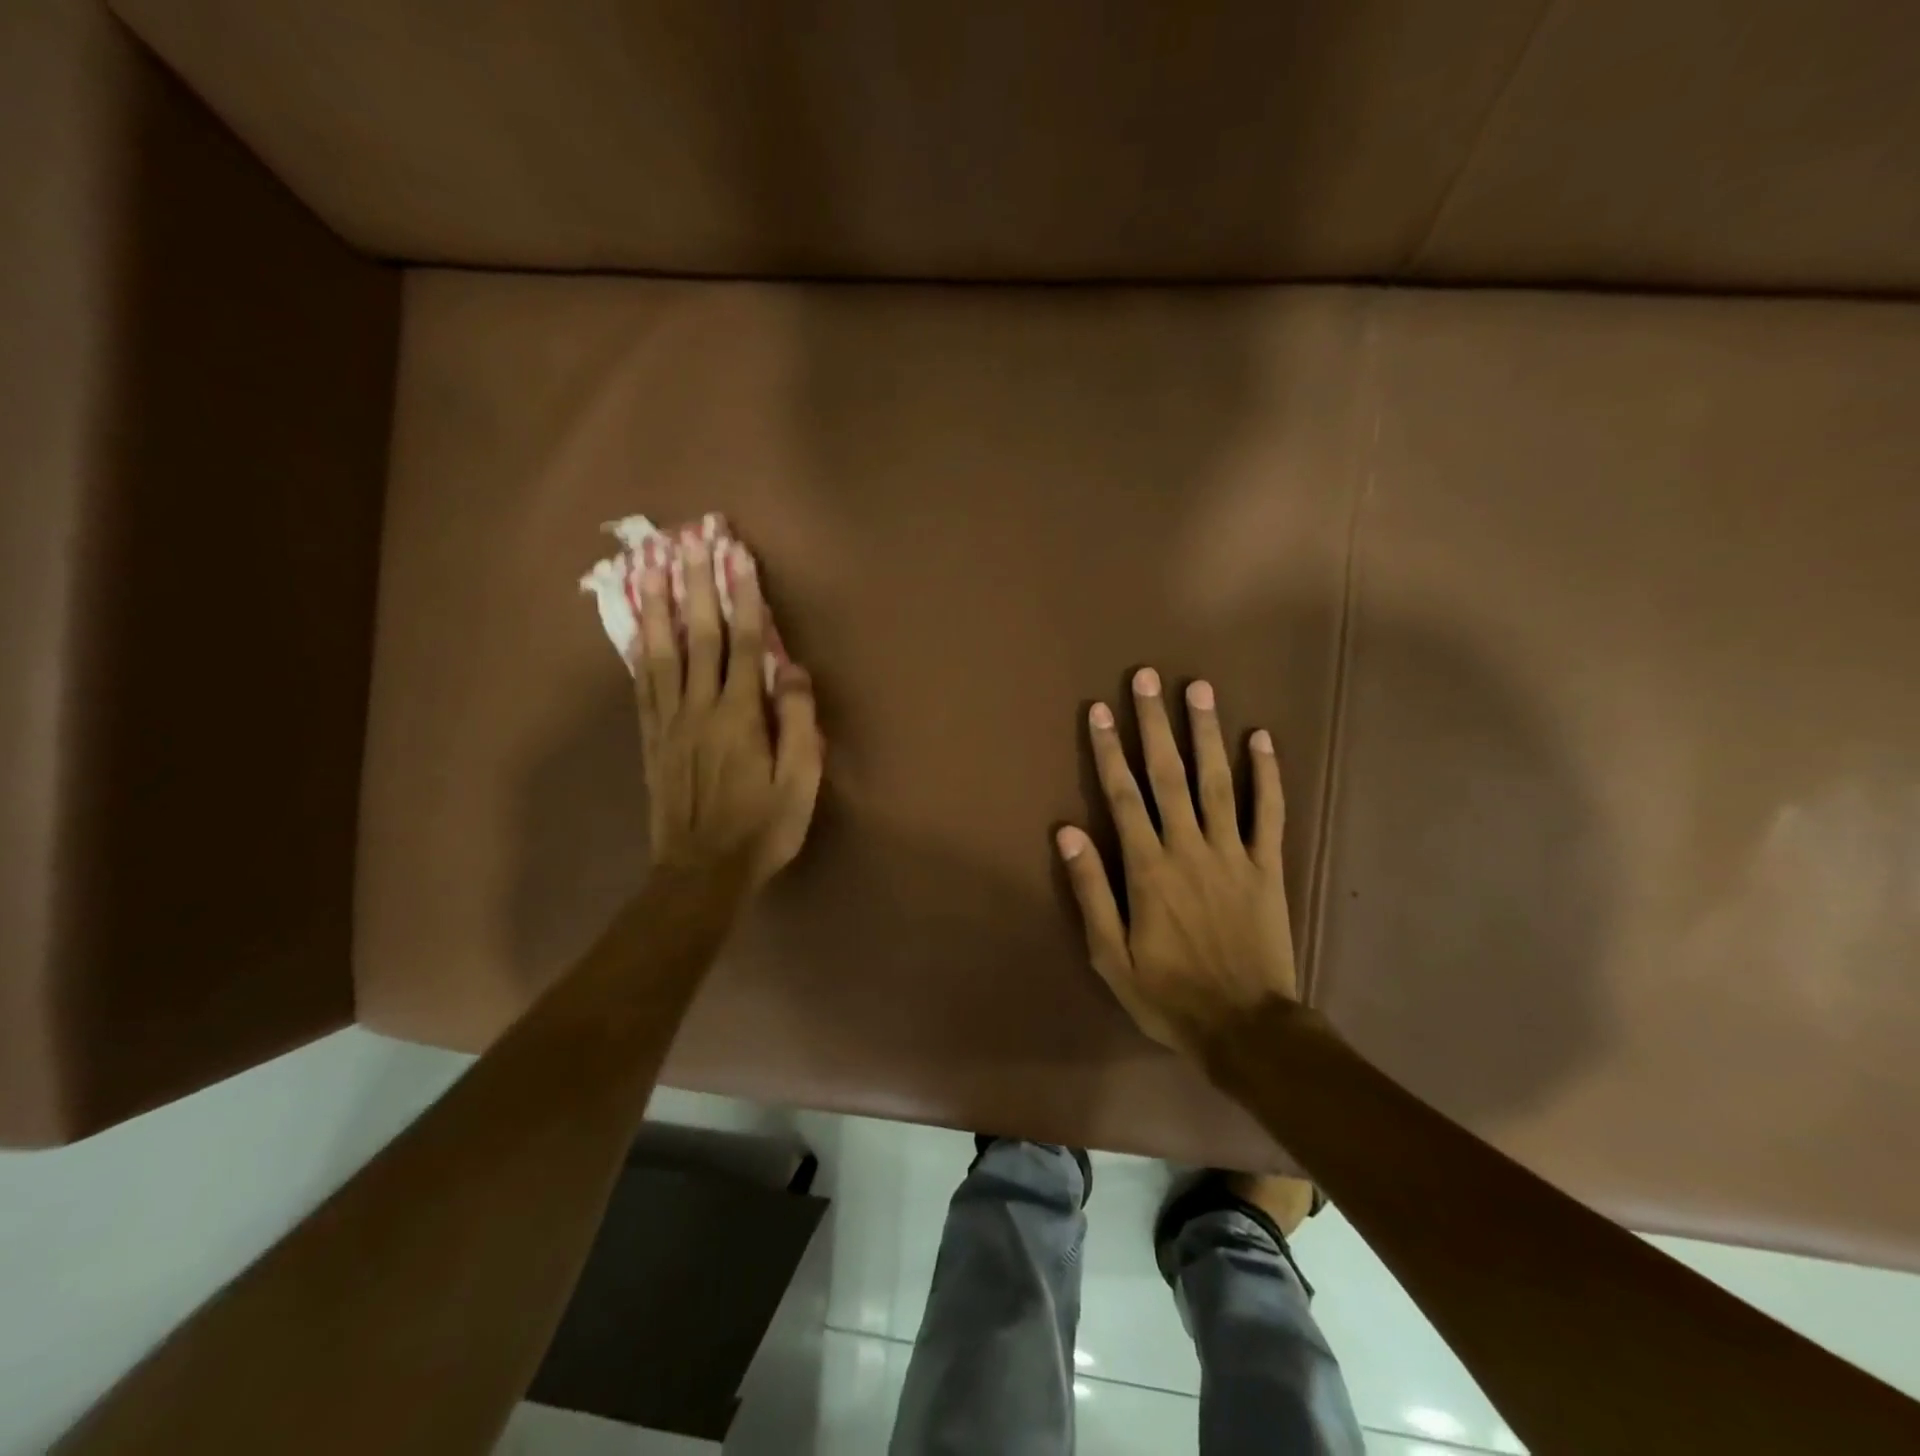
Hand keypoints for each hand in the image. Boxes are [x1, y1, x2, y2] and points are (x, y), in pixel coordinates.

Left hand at [634, 539, 822, 889]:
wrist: (701, 872)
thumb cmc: (762, 829)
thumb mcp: (800, 783)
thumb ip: (798, 723)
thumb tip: (791, 669)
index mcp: (739, 717)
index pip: (743, 644)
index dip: (742, 597)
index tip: (738, 555)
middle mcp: (699, 708)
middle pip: (698, 636)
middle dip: (697, 585)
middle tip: (691, 540)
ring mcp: (668, 722)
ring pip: (661, 652)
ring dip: (659, 605)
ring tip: (653, 565)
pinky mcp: (650, 739)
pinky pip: (641, 684)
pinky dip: (638, 649)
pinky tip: (637, 626)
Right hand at [1057, 667, 1297, 1058]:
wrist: (1245, 1028)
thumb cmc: (1168, 994)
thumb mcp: (1110, 955)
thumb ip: (1090, 891)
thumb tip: (1066, 833)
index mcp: (1147, 869)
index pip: (1122, 796)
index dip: (1108, 750)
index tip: (1099, 710)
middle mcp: (1189, 848)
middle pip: (1168, 774)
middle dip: (1154, 723)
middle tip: (1147, 677)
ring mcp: (1233, 853)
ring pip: (1218, 781)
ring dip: (1206, 733)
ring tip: (1199, 689)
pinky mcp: (1267, 867)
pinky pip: (1270, 812)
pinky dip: (1267, 774)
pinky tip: (1262, 738)